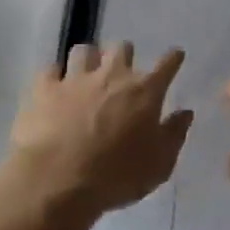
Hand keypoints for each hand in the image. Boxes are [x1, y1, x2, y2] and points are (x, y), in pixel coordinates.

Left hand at [10, 43, 192, 214]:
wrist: (58, 180)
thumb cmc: (117, 175)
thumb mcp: (159, 164)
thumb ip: (174, 135)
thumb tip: (185, 113)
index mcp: (145, 92)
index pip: (166, 65)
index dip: (173, 59)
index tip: (175, 56)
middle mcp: (112, 75)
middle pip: (122, 49)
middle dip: (125, 55)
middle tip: (123, 71)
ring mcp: (75, 79)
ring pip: (84, 51)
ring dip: (90, 59)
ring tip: (87, 73)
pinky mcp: (44, 89)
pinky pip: (50, 70)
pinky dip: (54, 76)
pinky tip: (54, 86)